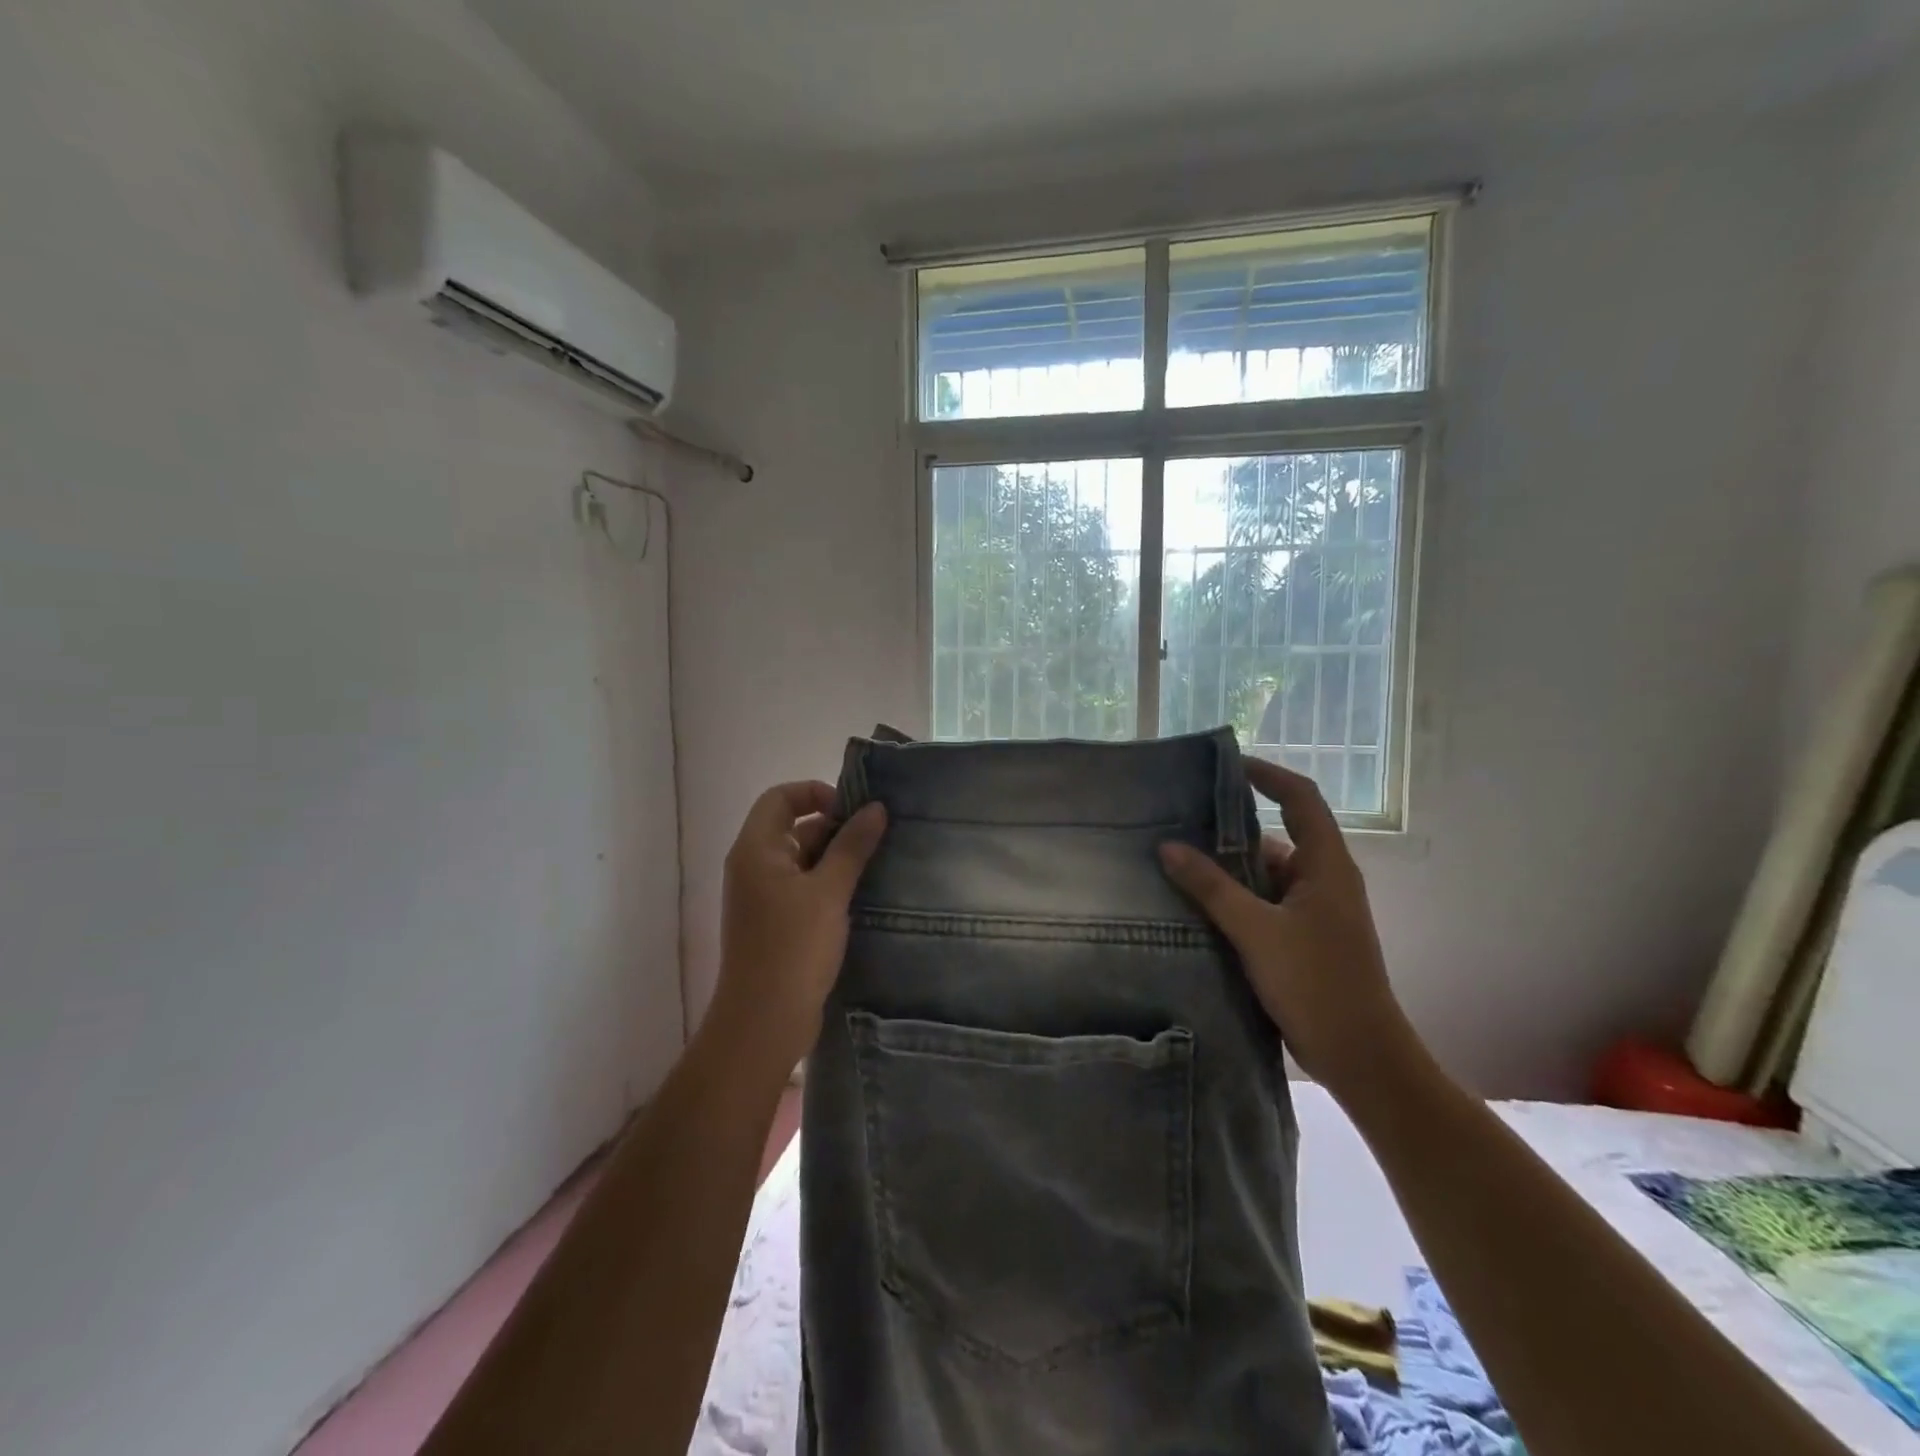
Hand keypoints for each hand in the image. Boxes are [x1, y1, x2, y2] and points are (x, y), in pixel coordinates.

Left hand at [709, 782, 886, 1070]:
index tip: (852, 809)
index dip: (814, 793)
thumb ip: (852, 846)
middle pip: (793, 827)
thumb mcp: (829, 892)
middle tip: (877, 838)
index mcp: (756, 850)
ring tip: (878, 863)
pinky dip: (830, 885)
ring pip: (802, 860)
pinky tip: (863, 894)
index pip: (780, 798)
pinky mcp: (776, 924)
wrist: (764, 1023)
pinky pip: (804, 889)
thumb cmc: (793, 948)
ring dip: (837, 858)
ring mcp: (764, 898)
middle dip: (834, 828)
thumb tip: (876, 807)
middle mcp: (754, 867)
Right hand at [1158, 759, 1413, 1102]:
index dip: (1267, 774)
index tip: (1225, 765)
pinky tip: (1197, 906)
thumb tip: (1168, 847)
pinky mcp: (1304, 937)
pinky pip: (1264, 902)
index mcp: (1326, 864)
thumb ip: (1211, 887)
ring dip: (1229, 869)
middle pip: (1277, 835)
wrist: (1361, 1056)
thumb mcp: (1256, 931)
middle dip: (1231, 827)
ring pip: (1266, 874)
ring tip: (1177, 863)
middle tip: (1181, 821)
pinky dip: (1235, 899)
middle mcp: (1324, 879)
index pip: (1300, 798)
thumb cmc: (1316, 984)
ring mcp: (1316, 910)